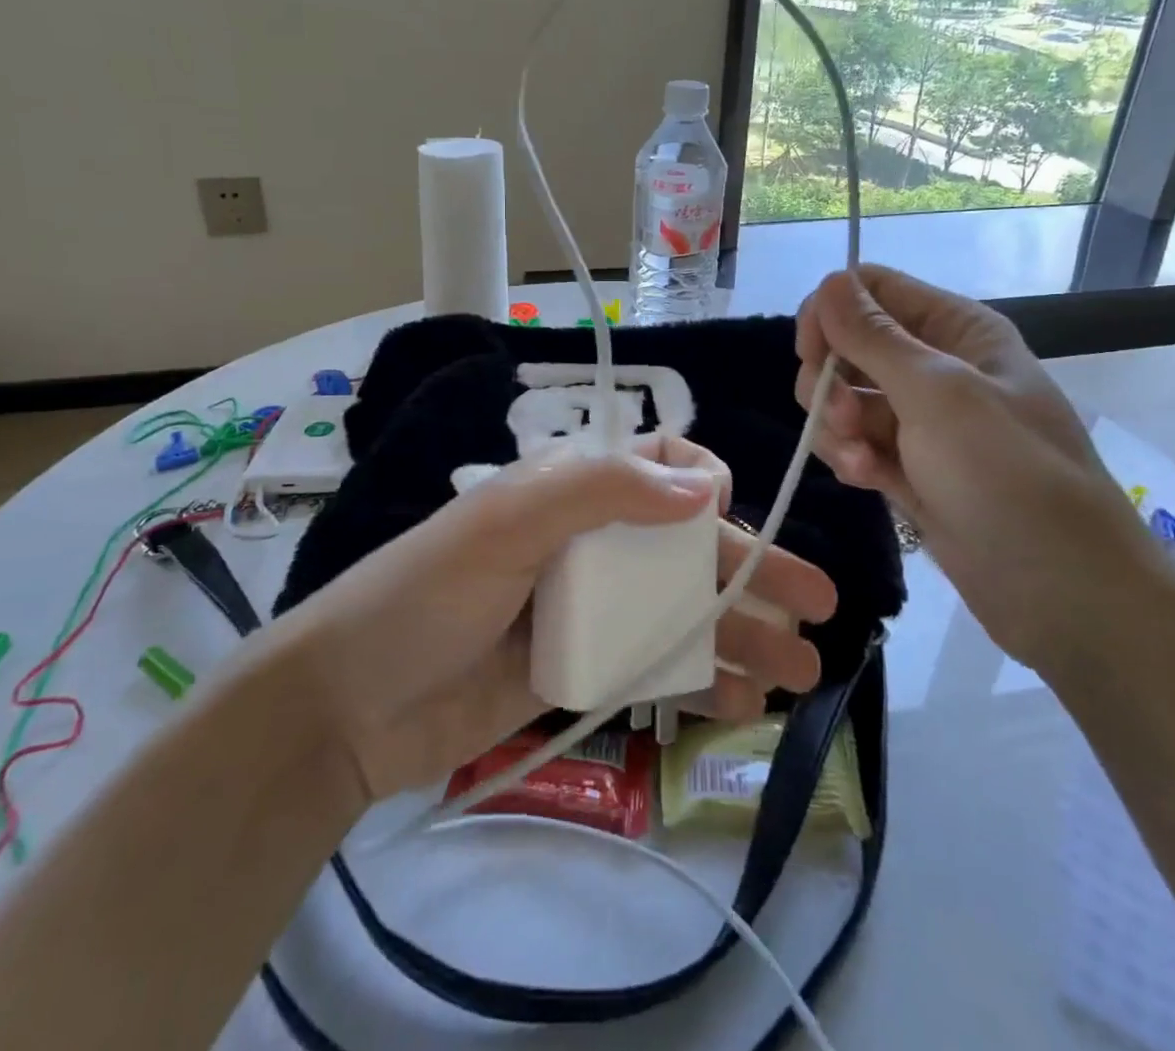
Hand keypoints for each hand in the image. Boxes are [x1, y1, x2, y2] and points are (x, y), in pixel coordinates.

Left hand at [265, 437, 836, 804]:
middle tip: (822, 602)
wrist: (351, 707)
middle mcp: (590, 541)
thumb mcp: (505, 523)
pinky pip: (657, 665)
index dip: (703, 483)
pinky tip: (744, 705)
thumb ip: (601, 492)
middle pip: (688, 546)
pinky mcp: (584, 669)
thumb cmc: (426, 595)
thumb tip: (705, 486)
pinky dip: (702, 679)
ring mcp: (590, 609)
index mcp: (570, 491)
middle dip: (755, 569)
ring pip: (684, 610)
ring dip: (744, 634)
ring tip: (803, 669)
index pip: (657, 467)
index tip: (723, 517)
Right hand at [794, 265, 1162, 670]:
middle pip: (848, 345)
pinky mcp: (909, 468)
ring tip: (859, 460)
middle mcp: (936, 367)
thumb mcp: (937, 394)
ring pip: (844, 399)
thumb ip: (874, 337)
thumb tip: (830, 280)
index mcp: (956, 330)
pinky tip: (869, 483)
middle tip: (842, 416)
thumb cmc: (1007, 475)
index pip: (872, 290)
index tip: (811, 351)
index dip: (832, 311)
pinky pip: (857, 444)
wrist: (1063, 591)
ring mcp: (921, 421)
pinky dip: (853, 459)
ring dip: (837, 426)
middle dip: (831, 379)